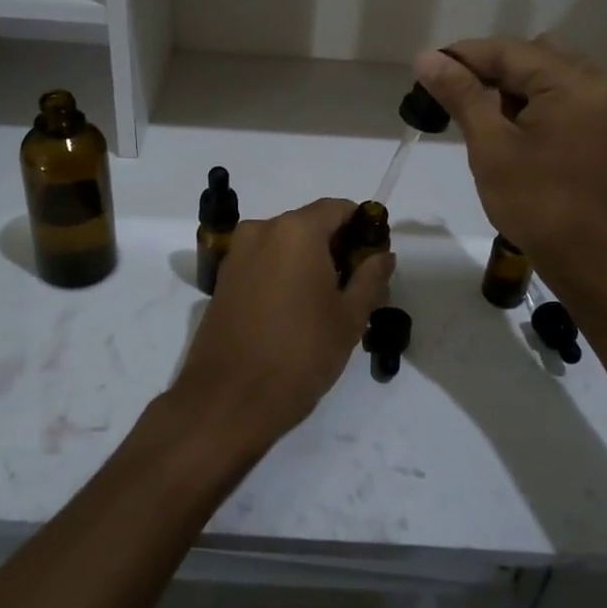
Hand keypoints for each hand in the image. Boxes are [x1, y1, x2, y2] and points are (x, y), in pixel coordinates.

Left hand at [171, 198, 394, 455]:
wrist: (228, 399)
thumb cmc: (299, 353)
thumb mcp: (349, 317)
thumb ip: (371, 277)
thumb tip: (383, 254)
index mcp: (296, 230)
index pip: (338, 208)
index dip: (362, 227)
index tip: (375, 257)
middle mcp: (262, 230)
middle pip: (309, 224)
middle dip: (336, 247)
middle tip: (358, 286)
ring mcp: (237, 254)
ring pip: (285, 245)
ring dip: (309, 262)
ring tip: (328, 304)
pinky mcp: (223, 279)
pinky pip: (263, 262)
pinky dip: (283, 274)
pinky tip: (296, 310)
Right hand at [413, 39, 606, 290]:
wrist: (593, 261)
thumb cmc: (538, 204)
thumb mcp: (491, 146)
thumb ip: (460, 95)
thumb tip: (426, 58)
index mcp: (573, 81)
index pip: (507, 51)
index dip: (461, 57)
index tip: (422, 70)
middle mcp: (596, 81)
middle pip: (529, 55)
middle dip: (487, 70)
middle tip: (450, 97)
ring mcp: (603, 105)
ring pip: (544, 75)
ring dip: (508, 88)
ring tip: (475, 118)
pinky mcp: (601, 128)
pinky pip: (559, 97)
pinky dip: (529, 104)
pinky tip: (505, 130)